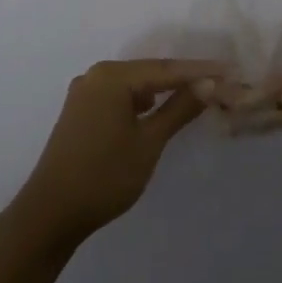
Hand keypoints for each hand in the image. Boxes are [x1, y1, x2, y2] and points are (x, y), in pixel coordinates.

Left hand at [10, 59, 227, 248]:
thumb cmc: (104, 175)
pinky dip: (143, 102)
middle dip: (184, 79)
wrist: (51, 213)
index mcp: (112, 77)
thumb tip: (208, 84)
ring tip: (196, 94)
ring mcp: (85, 93)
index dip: (200, 71)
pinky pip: (120, 97)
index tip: (231, 70)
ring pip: (135, 85)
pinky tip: (157, 108)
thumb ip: (179, 109)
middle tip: (219, 82)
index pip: (166, 69)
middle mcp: (96, 76)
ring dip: (164, 90)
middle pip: (149, 72)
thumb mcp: (149, 142)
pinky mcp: (80, 112)